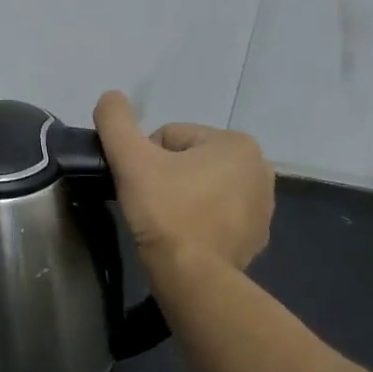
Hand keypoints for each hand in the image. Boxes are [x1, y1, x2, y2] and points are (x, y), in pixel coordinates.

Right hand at [93, 91, 273, 273]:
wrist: (192, 275)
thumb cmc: (165, 210)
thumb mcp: (131, 159)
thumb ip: (116, 121)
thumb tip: (109, 96)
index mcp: (236, 143)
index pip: (170, 136)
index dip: (145, 157)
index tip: (140, 183)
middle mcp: (259, 168)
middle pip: (188, 160)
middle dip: (166, 176)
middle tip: (148, 202)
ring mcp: (263, 205)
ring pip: (202, 186)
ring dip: (181, 197)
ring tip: (164, 221)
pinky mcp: (257, 235)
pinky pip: (217, 214)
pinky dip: (198, 220)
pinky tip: (182, 237)